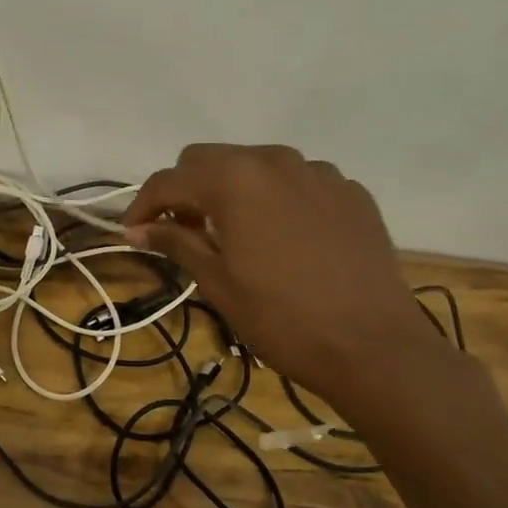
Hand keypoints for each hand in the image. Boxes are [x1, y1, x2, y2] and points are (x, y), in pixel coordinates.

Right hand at [122, 145, 437, 405]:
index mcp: (236, 179)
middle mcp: (276, 160)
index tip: (133, 234)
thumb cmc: (282, 318)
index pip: (169, 180)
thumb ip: (175, 241)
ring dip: (232, 192)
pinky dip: (277, 201)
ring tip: (234, 236)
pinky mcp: (351, 193)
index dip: (142, 206)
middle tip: (183, 233)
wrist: (373, 347)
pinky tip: (284, 241)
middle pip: (209, 160)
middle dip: (186, 191)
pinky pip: (298, 183)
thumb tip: (137, 228)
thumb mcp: (217, 282)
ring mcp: (320, 173)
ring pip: (255, 166)